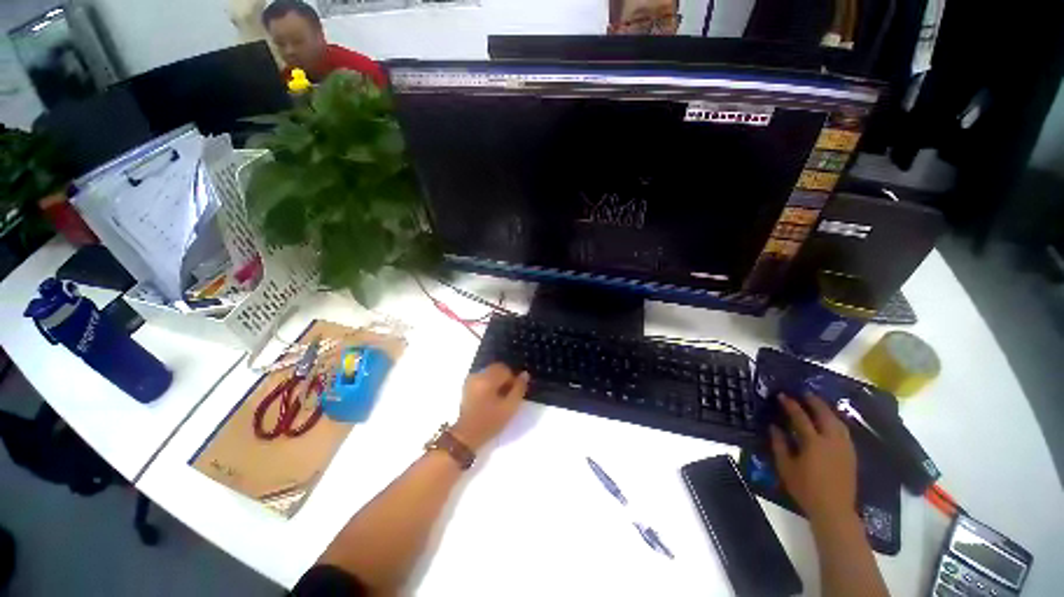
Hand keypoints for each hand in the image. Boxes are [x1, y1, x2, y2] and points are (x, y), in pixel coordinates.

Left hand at [451, 363, 529, 450]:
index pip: (505, 369)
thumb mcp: (509, 407)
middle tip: (508, 395)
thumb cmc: (490, 422)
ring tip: (499, 398)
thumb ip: (519, 388)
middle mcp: (478, 375)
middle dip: (505, 378)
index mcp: (487, 379)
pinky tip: (490, 398)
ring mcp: (471, 380)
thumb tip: (525, 374)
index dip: (513, 379)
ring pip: (490, 373)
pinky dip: (489, 384)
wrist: (467, 436)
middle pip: (497, 368)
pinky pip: (483, 378)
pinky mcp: (467, 386)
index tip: (514, 393)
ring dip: (497, 381)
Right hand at [770, 394, 856, 523]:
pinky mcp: (851, 454)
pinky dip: (836, 421)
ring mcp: (844, 447)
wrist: (834, 509)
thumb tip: (774, 426)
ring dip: (827, 410)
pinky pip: (844, 431)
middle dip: (814, 402)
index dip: (791, 405)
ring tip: (818, 404)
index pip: (801, 417)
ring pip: (838, 422)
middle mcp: (831, 441)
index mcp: (813, 443)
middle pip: (825, 415)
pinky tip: (831, 422)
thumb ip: (779, 445)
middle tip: (804, 393)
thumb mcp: (786, 467)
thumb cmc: (805, 488)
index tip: (783, 395)